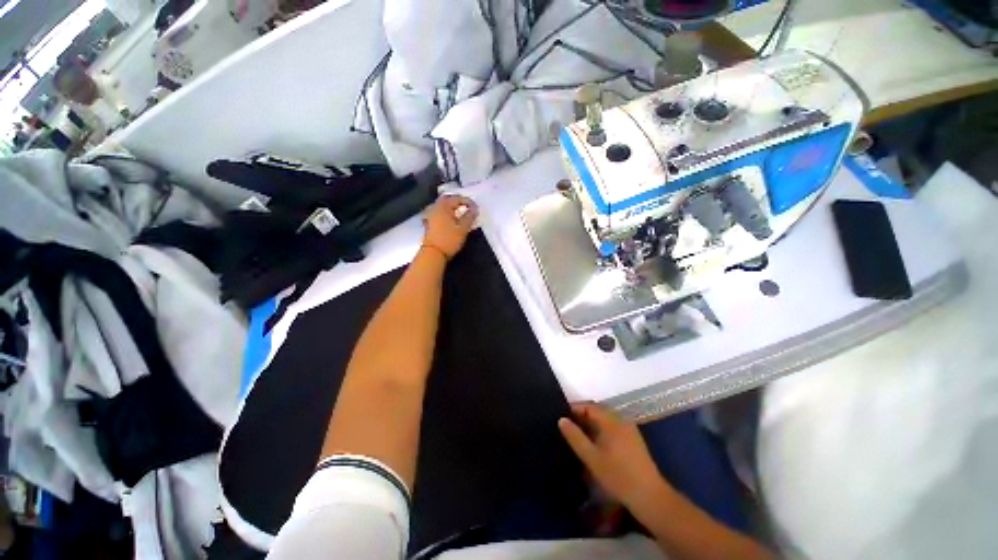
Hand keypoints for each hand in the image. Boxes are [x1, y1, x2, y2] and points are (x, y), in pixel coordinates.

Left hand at [422, 195, 477, 259]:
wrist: (433, 253)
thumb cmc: (449, 239)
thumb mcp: (463, 228)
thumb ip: (470, 216)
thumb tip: (474, 209)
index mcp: (443, 206)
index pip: (458, 198)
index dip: (469, 202)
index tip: (476, 209)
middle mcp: (435, 207)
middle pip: (448, 199)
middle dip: (459, 201)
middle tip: (468, 207)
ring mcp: (431, 215)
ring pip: (443, 206)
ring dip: (453, 207)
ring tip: (462, 213)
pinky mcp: (429, 223)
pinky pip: (440, 212)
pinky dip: (447, 213)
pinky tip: (452, 219)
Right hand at [558, 403, 672, 512]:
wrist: (649, 496)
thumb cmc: (618, 475)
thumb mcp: (591, 457)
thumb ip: (575, 437)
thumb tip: (561, 420)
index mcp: (611, 420)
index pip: (588, 406)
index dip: (574, 409)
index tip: (561, 418)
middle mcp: (621, 420)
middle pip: (597, 411)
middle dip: (581, 416)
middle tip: (567, 427)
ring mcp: (629, 429)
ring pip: (605, 420)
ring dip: (591, 424)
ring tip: (578, 435)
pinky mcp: (633, 440)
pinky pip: (613, 427)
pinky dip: (601, 430)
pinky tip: (595, 443)